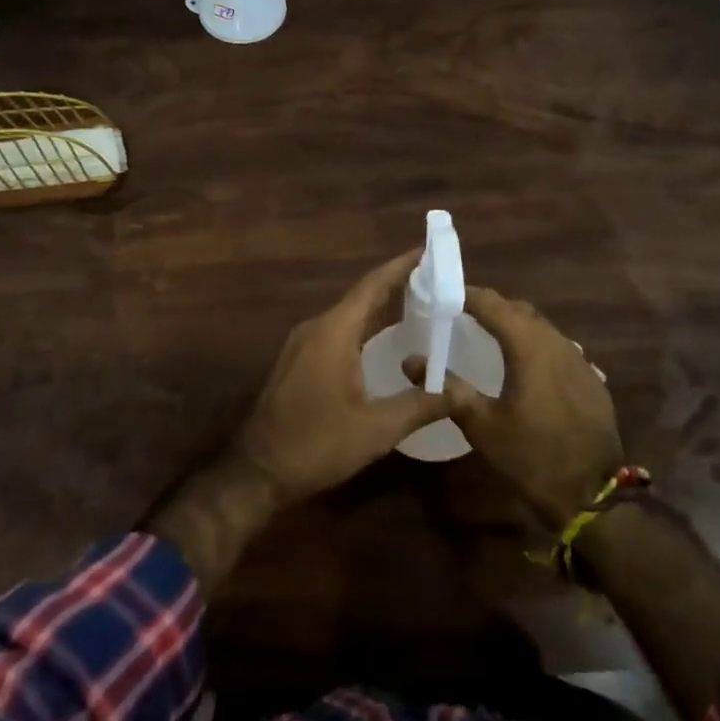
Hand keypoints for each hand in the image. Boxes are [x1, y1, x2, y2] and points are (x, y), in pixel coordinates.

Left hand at [231, 250, 450, 504]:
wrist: (257, 470)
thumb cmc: (316, 444)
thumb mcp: (376, 430)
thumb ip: (420, 405)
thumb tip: (461, 391)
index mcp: (334, 332)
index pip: (373, 286)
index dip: (402, 266)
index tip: (429, 250)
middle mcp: (316, 327)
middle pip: (361, 296)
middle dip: (397, 284)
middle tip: (435, 279)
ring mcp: (302, 343)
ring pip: (348, 314)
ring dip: (380, 306)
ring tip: (417, 303)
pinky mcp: (298, 360)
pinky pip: (337, 330)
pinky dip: (364, 326)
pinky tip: (382, 339)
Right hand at [446, 287, 624, 528]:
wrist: (594, 495)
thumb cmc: (532, 456)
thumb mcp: (482, 425)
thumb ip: (448, 388)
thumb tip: (411, 361)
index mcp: (528, 346)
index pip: (492, 303)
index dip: (466, 294)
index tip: (442, 295)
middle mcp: (556, 342)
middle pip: (518, 310)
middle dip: (490, 306)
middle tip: (460, 314)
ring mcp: (579, 360)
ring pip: (541, 327)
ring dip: (514, 324)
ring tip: (489, 336)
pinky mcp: (591, 378)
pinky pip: (558, 347)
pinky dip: (535, 345)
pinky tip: (524, 365)